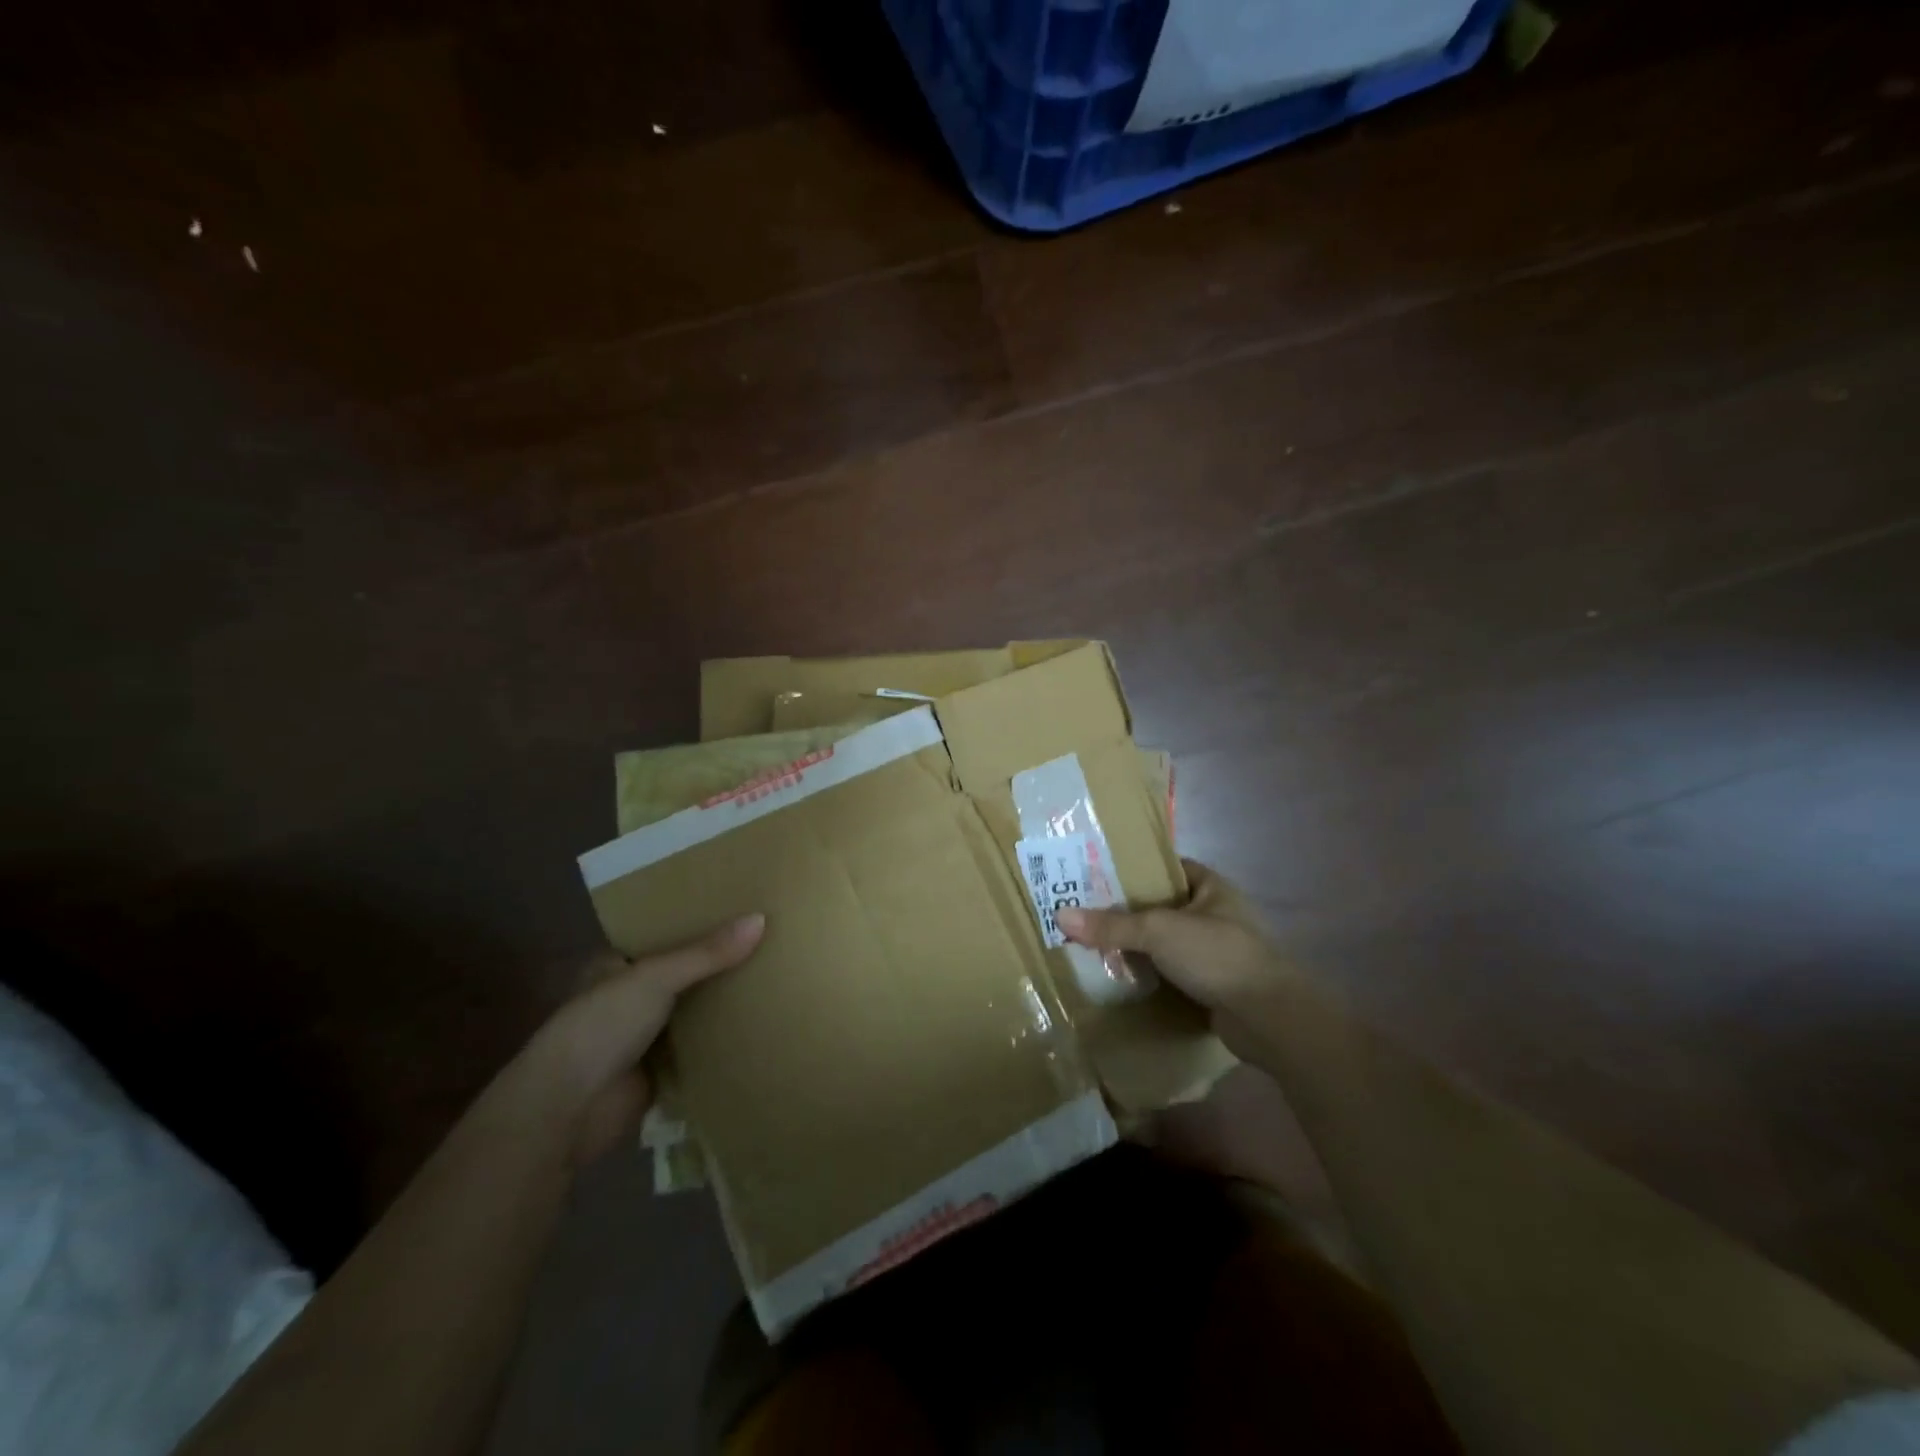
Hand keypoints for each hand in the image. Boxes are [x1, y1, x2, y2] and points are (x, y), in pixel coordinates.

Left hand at [521, 913, 764, 1163]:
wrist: (568, 1110)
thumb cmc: (601, 1027)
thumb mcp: (655, 978)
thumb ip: (707, 953)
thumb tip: (761, 919)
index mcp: (617, 966)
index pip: (663, 935)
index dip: (698, 921)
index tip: (742, 907)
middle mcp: (630, 997)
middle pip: (684, 974)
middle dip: (719, 963)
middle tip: (771, 940)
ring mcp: (645, 1036)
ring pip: (694, 1011)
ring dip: (724, 1003)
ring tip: (777, 975)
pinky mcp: (660, 1071)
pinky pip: (700, 1048)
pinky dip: (723, 1041)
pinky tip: (763, 1023)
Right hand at [1054, 862, 1282, 1013]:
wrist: (1269, 1019)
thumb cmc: (1218, 956)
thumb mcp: (1159, 931)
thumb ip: (1112, 924)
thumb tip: (1060, 916)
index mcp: (1211, 887)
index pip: (1165, 867)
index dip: (1132, 869)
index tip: (1094, 874)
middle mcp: (1214, 914)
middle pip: (1160, 907)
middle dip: (1125, 912)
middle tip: (1082, 912)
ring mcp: (1215, 952)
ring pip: (1163, 942)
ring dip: (1135, 947)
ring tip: (1090, 944)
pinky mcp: (1212, 985)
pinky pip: (1170, 972)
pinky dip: (1148, 975)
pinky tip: (1117, 977)